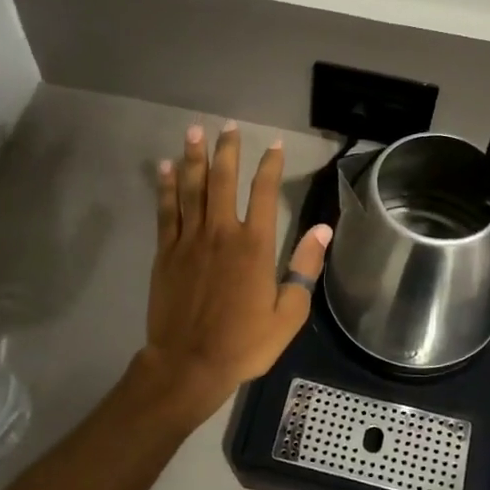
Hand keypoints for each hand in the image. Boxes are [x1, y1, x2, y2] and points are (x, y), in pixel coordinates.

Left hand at [141, 121, 331, 405]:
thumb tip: (323, 230)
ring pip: (191, 188)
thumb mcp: (288, 313)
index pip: (263, 192)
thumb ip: (305, 268)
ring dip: (193, 158)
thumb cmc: (244, 343)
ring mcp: (189, 240)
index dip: (269, 165)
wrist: (189, 364)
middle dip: (226, 150)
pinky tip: (166, 167)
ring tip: (193, 131)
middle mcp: (221, 233)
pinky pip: (166, 211)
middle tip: (227, 126)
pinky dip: (166, 187)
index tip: (274, 144)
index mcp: (254, 246)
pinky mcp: (165, 252)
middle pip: (222, 180)